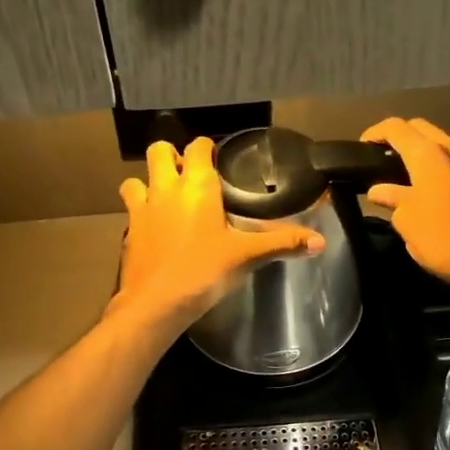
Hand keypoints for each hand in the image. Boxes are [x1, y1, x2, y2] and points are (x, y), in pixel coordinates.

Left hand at [111, 137, 324, 329]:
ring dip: (149, 182)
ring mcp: (142, 208)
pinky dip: (141, 212)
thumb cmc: (203, 272)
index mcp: (196, 185)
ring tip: (166, 198)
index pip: (198, 146)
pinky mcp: (128, 231)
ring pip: (136, 179)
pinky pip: (131, 210)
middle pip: (158, 151)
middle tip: (188, 175)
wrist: (155, 303)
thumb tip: (320, 242)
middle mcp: (165, 188)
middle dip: (171, 156)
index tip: (217, 158)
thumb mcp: (246, 256)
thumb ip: (282, 243)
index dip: (206, 147)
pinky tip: (155, 229)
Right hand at [360, 118, 449, 289]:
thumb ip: (390, 197)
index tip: (361, 147)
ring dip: (421, 149)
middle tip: (382, 155)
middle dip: (399, 136)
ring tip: (404, 170)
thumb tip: (379, 190)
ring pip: (440, 141)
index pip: (396, 127)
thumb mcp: (405, 220)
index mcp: (429, 155)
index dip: (375, 133)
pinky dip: (437, 162)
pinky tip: (428, 184)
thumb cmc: (440, 238)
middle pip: (420, 128)